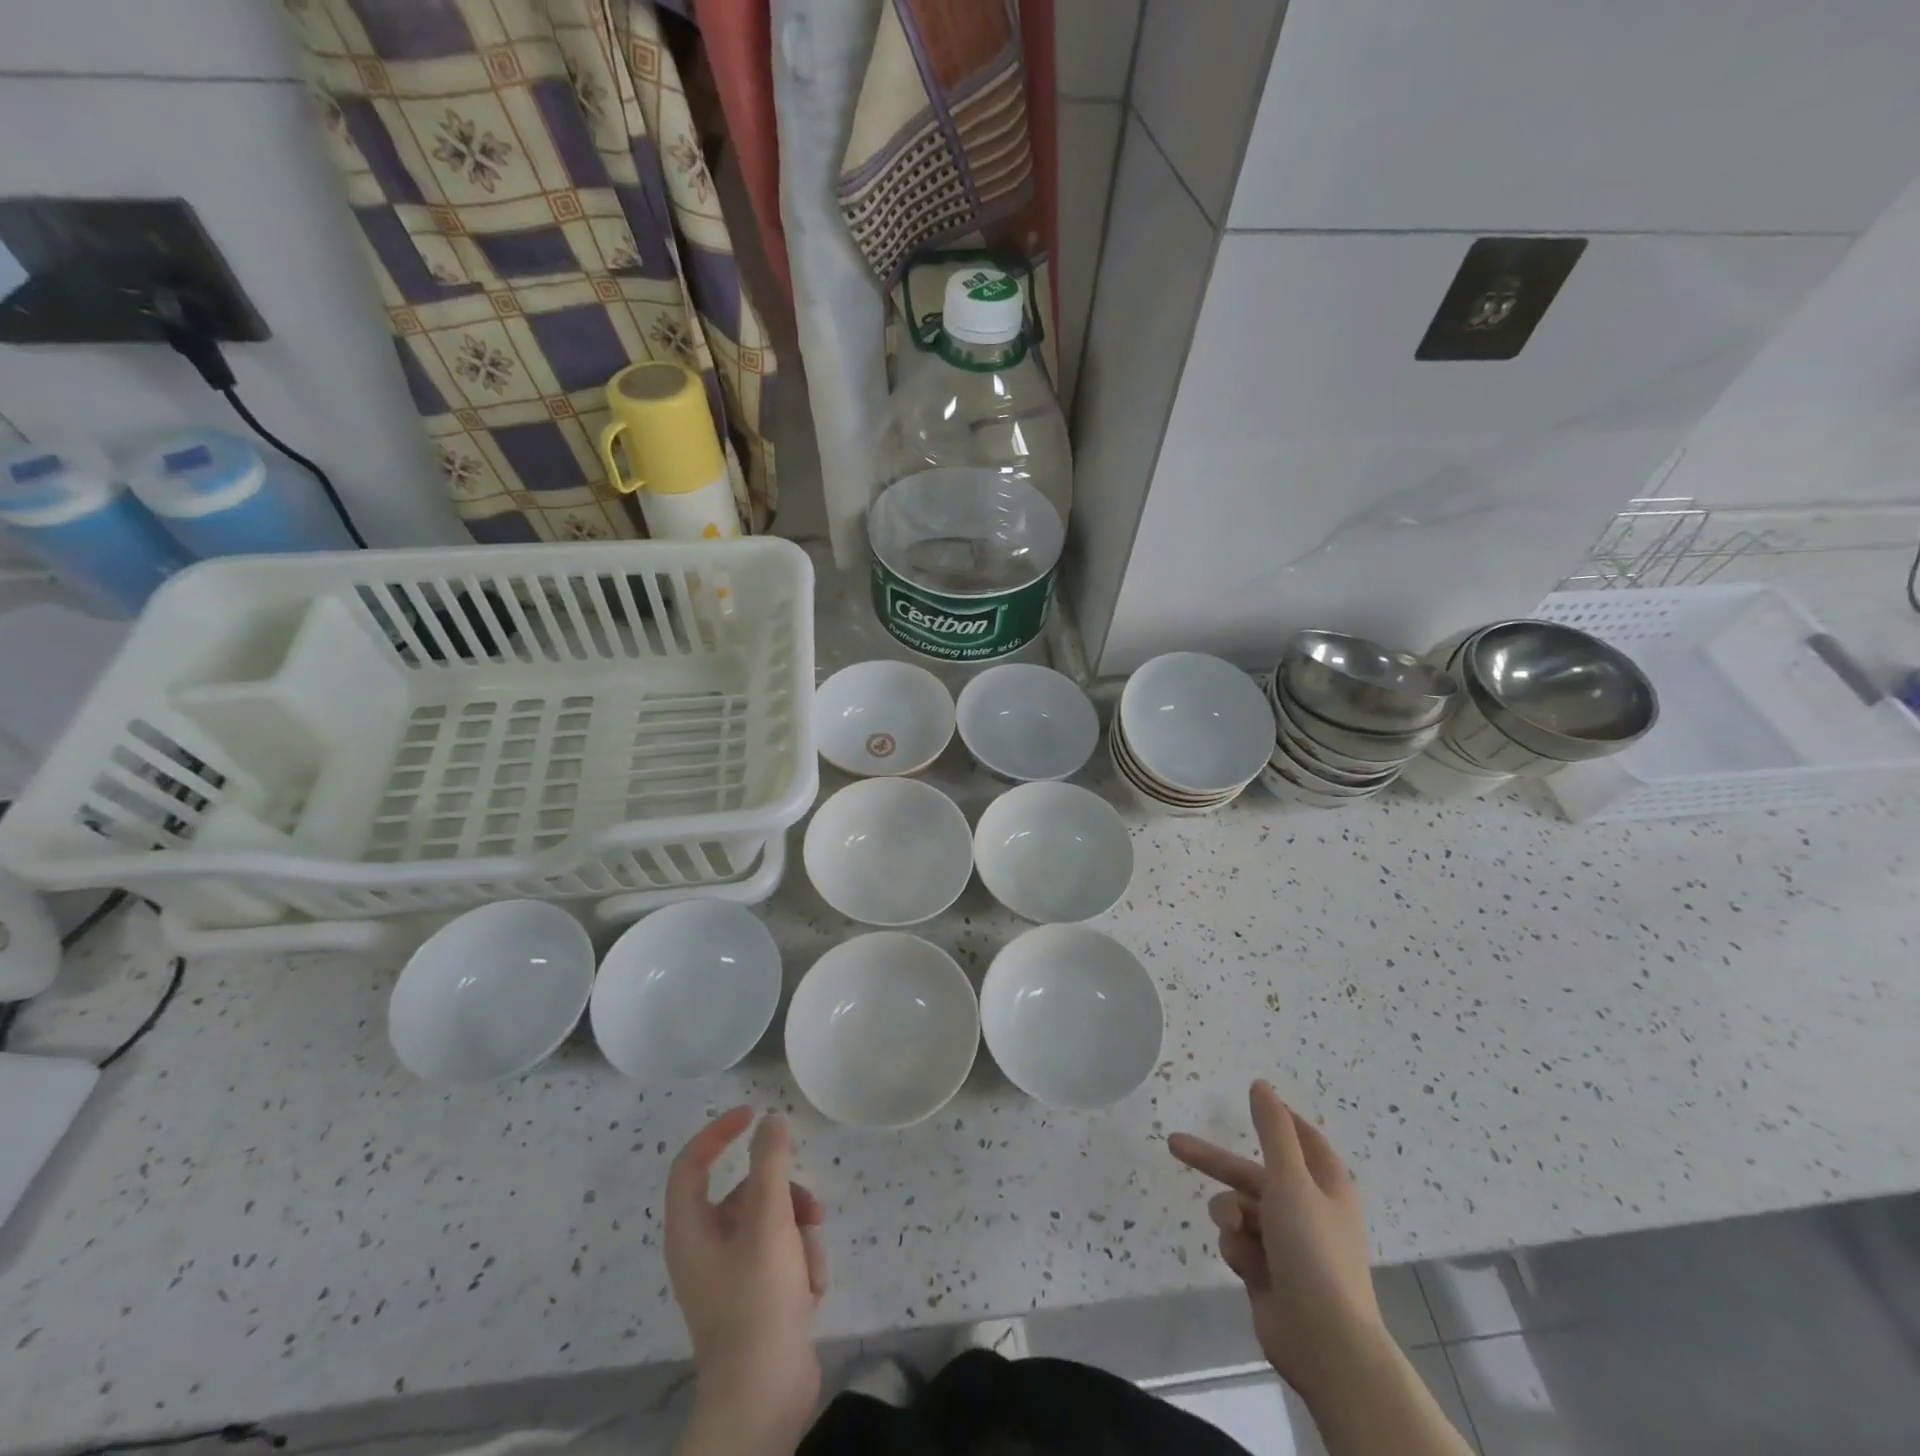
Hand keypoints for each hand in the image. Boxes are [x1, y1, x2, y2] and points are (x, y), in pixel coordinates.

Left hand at [665, 1107, 827, 1449]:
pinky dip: (800, 1265)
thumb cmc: (757, 1300)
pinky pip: (781, 1257)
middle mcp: (704, 1250)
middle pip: (744, 1194)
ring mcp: (730, 1277)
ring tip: (812, 1261)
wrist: (764, 1398)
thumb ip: (770, 1164)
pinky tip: (811, 1289)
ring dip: (799, 1234)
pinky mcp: (755, 1299)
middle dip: (784, 1196)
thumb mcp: (768, 1221)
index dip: (720, 1132)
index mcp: (690, 1231)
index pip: (692, 1163)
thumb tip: (770, 1122)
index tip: (755, 1114)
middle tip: (811, 1206)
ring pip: (771, 1225)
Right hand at [1169, 1081, 1385, 1401]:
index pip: (1304, 1141)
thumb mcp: (1290, 1179)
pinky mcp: (1267, 1273)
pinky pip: (1238, 1244)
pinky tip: (1246, 1266)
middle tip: (1174, 1144)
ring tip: (1233, 1232)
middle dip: (1214, 1163)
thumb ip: (1273, 1130)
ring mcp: (1287, 1245)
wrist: (1324, 1341)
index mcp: (1325, 1186)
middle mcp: (1307, 1210)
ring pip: (1240, 1209)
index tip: (1254, 1100)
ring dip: (1229, 1214)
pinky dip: (1237, 1249)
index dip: (1281, 1121)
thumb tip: (1261, 1085)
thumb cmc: (1312, 1249)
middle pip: (1253, 1173)